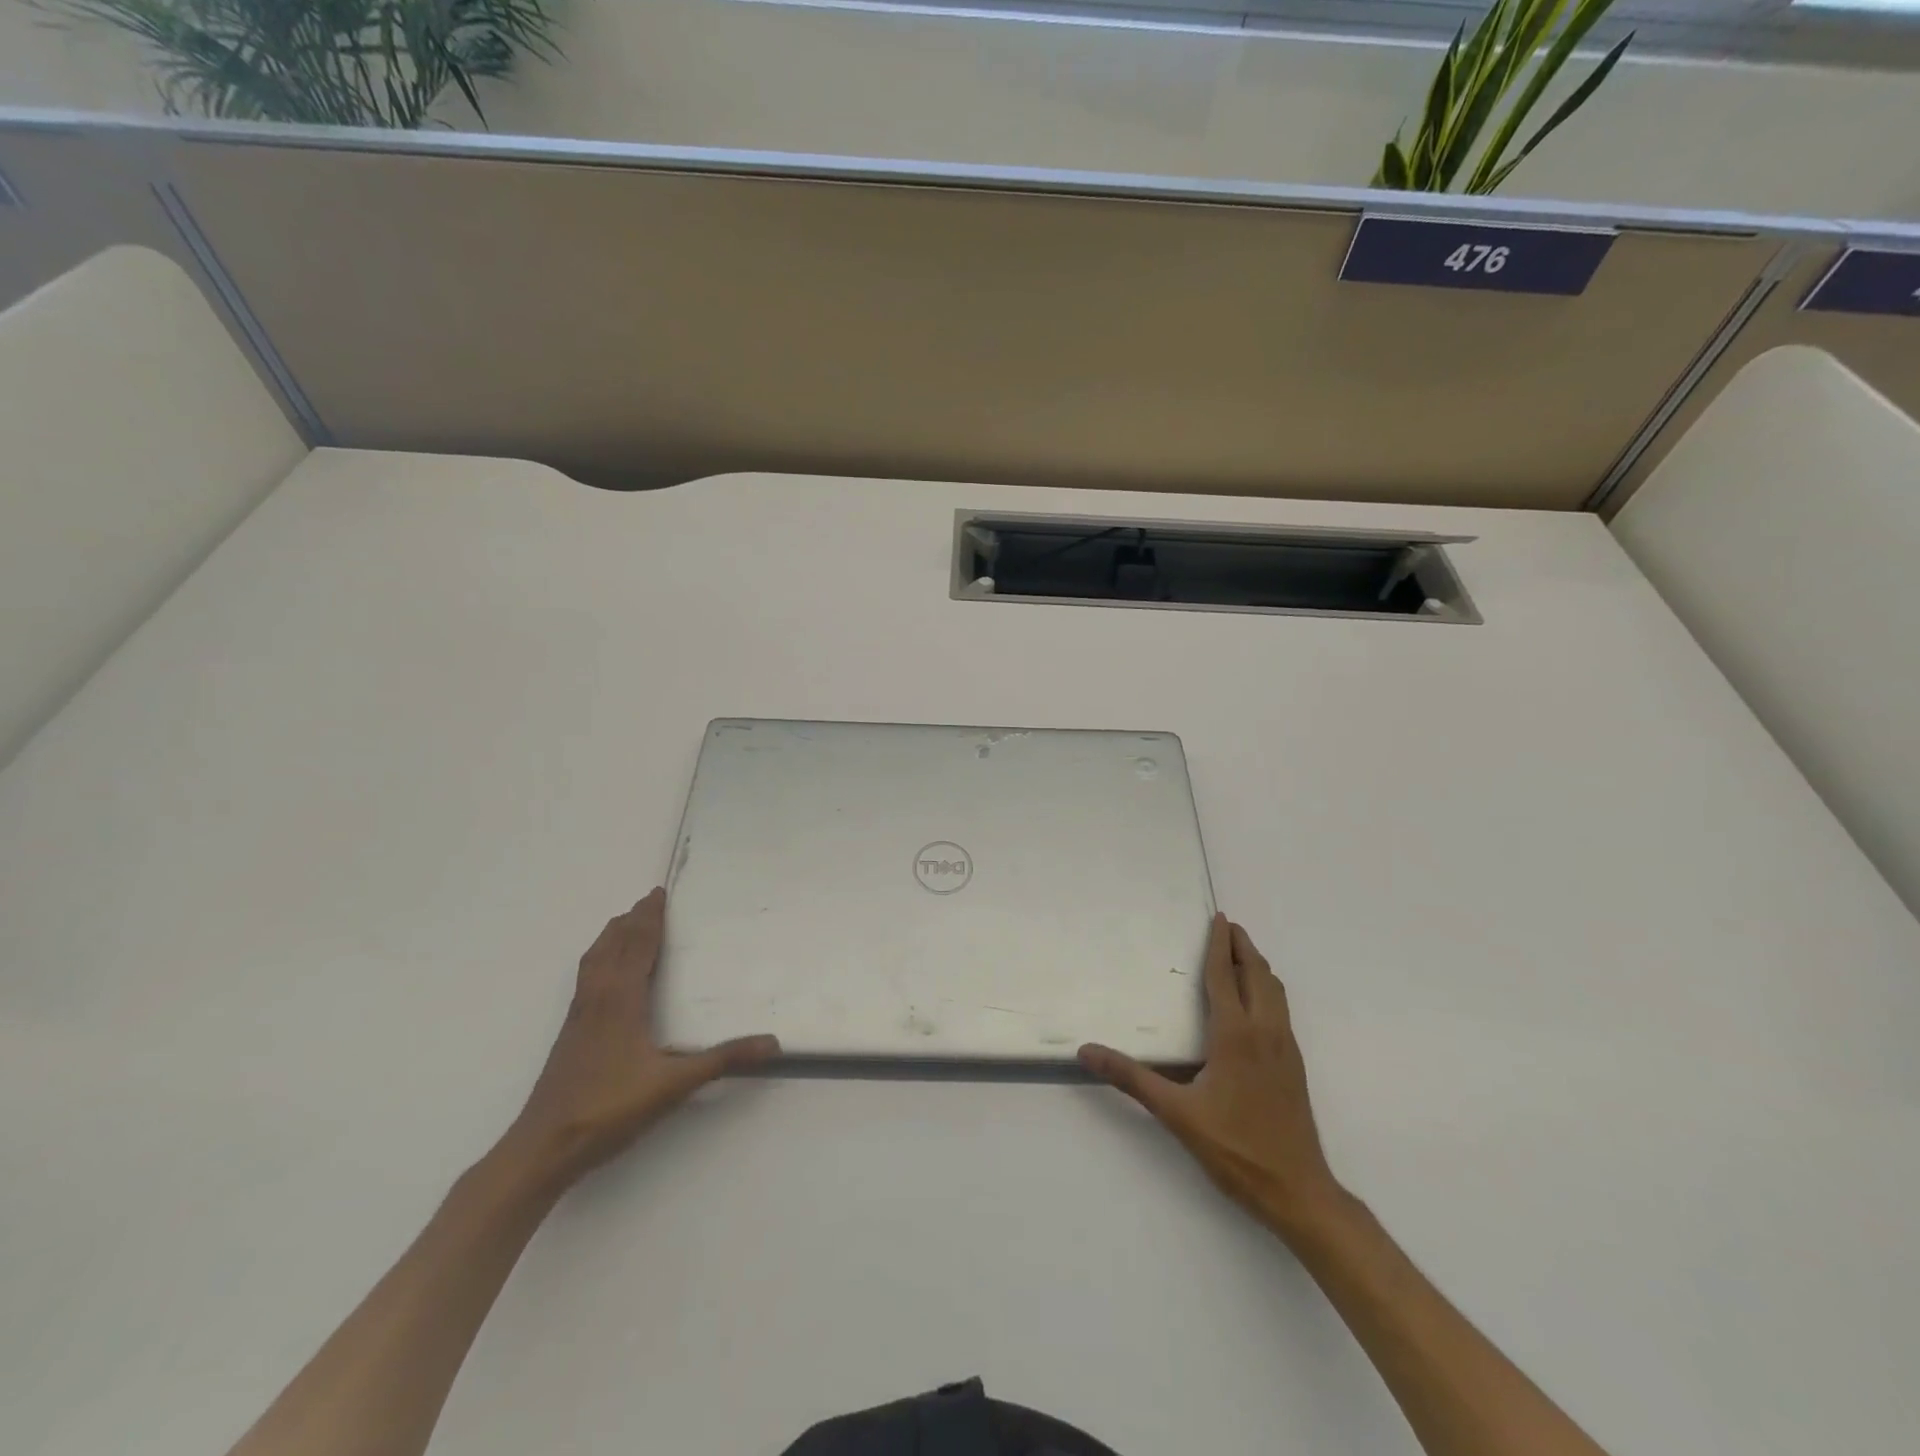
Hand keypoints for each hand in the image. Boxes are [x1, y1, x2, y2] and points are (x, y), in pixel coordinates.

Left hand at [500, 888, 779, 1190]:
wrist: (544, 1147)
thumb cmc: (609, 1109)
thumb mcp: (674, 1085)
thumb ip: (723, 1060)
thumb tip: (772, 1043)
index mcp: (621, 999)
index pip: (638, 946)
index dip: (649, 918)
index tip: (658, 893)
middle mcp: (598, 998)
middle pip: (612, 945)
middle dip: (631, 920)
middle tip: (648, 900)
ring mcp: (579, 1016)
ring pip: (593, 960)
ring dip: (611, 936)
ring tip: (624, 924)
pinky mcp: (570, 1034)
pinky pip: (586, 978)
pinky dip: (599, 959)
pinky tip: (604, 975)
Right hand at [1081, 913, 1344, 1236]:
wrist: (1299, 1191)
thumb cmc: (1235, 1148)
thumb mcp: (1176, 1114)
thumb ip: (1132, 1078)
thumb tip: (1086, 1052)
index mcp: (1236, 1034)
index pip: (1225, 976)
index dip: (1220, 944)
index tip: (1218, 918)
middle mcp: (1265, 1031)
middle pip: (1258, 975)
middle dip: (1243, 947)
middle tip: (1228, 926)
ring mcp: (1286, 1048)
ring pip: (1275, 992)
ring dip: (1258, 966)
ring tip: (1242, 954)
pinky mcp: (1295, 1065)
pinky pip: (1282, 1010)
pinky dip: (1268, 989)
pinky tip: (1257, 1003)